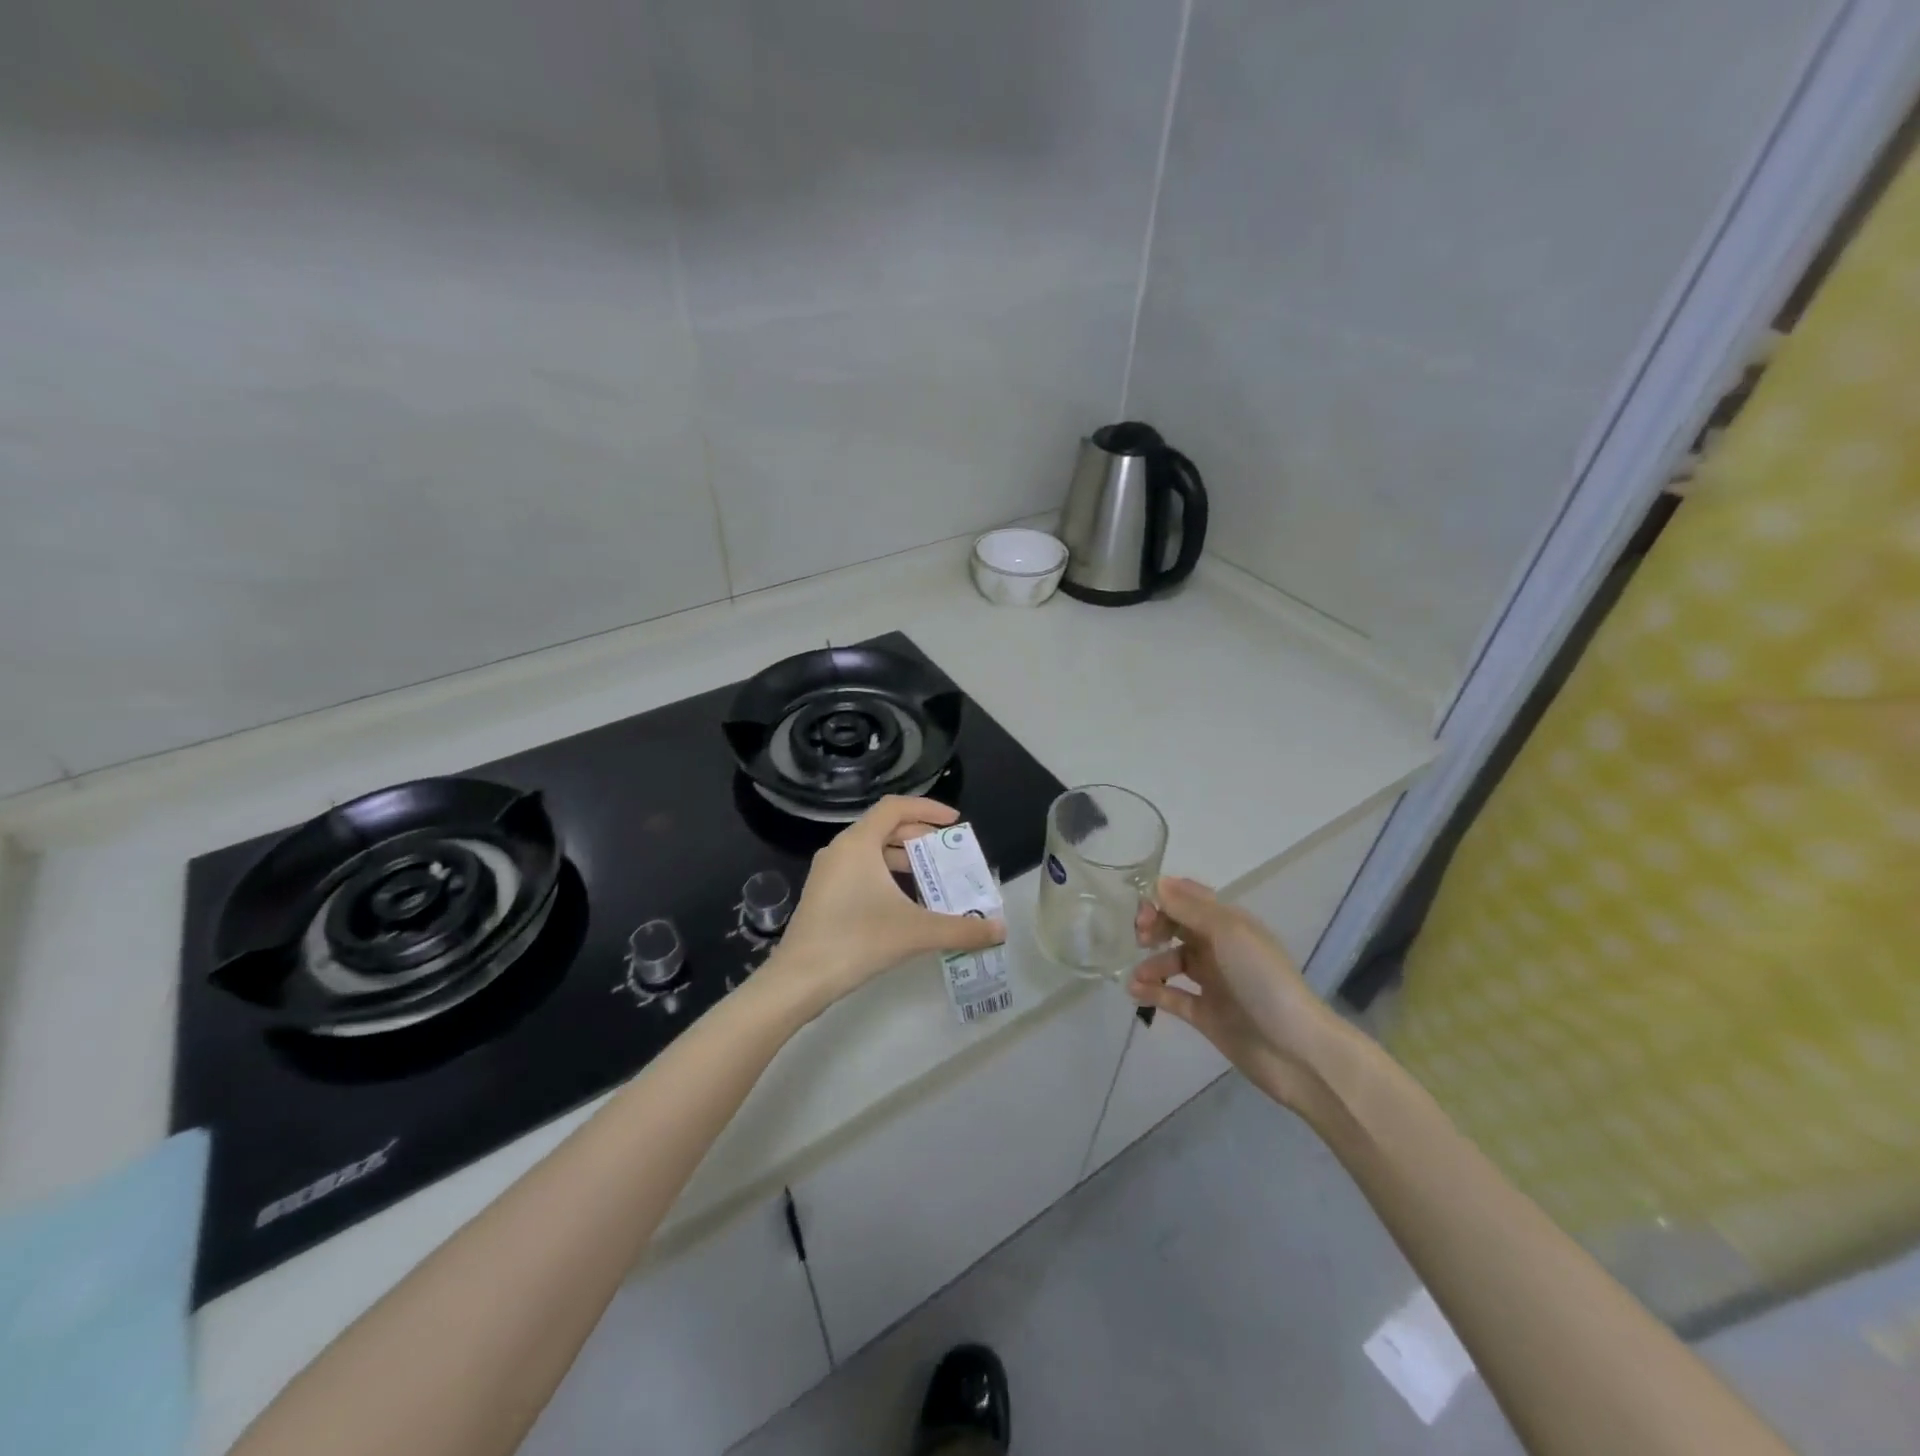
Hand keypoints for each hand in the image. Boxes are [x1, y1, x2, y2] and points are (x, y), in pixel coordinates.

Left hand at [770, 797, 1005, 1014]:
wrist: (799, 979)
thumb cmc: (857, 941)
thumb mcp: (915, 932)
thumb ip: (961, 929)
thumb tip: (1000, 929)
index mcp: (858, 843)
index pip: (896, 807)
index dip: (928, 809)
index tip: (955, 823)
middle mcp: (840, 849)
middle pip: (885, 828)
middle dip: (920, 837)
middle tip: (948, 854)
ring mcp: (828, 872)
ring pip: (872, 851)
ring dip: (904, 859)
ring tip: (932, 879)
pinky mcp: (823, 894)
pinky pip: (860, 870)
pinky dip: (886, 876)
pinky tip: (905, 903)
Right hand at [1129, 877, 1345, 1112]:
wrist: (1296, 1050)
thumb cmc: (1263, 980)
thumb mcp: (1228, 933)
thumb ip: (1190, 908)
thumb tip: (1158, 883)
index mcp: (1229, 923)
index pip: (1189, 899)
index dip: (1163, 898)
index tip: (1141, 909)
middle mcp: (1220, 948)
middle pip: (1178, 927)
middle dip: (1154, 927)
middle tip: (1139, 938)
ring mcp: (1213, 983)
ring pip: (1172, 962)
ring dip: (1151, 964)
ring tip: (1137, 977)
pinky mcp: (1206, 1015)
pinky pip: (1172, 996)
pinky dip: (1153, 992)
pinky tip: (1136, 992)